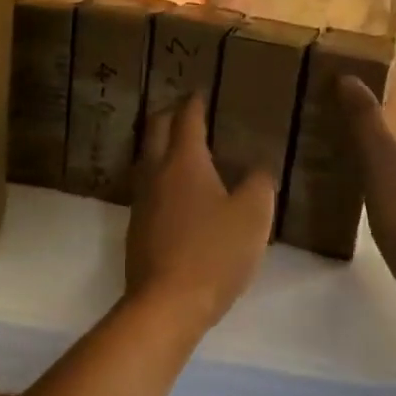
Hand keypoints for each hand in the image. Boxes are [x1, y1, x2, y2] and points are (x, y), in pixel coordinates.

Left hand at [125, 96, 275, 330]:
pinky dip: (161, 175)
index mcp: (184, 161)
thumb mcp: (253, 216)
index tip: (200, 91)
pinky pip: (148, 186)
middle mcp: (156, 172)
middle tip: (186, 110)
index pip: (187, 118)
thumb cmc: (214, 252)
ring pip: (148, 158)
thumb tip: (256, 170)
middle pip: (156, 130)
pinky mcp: (137, 226)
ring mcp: (142, 200)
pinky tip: (175, 191)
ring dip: (161, 145)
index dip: (195, 102)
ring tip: (182, 146)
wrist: (166, 304)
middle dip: (170, 114)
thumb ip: (259, 184)